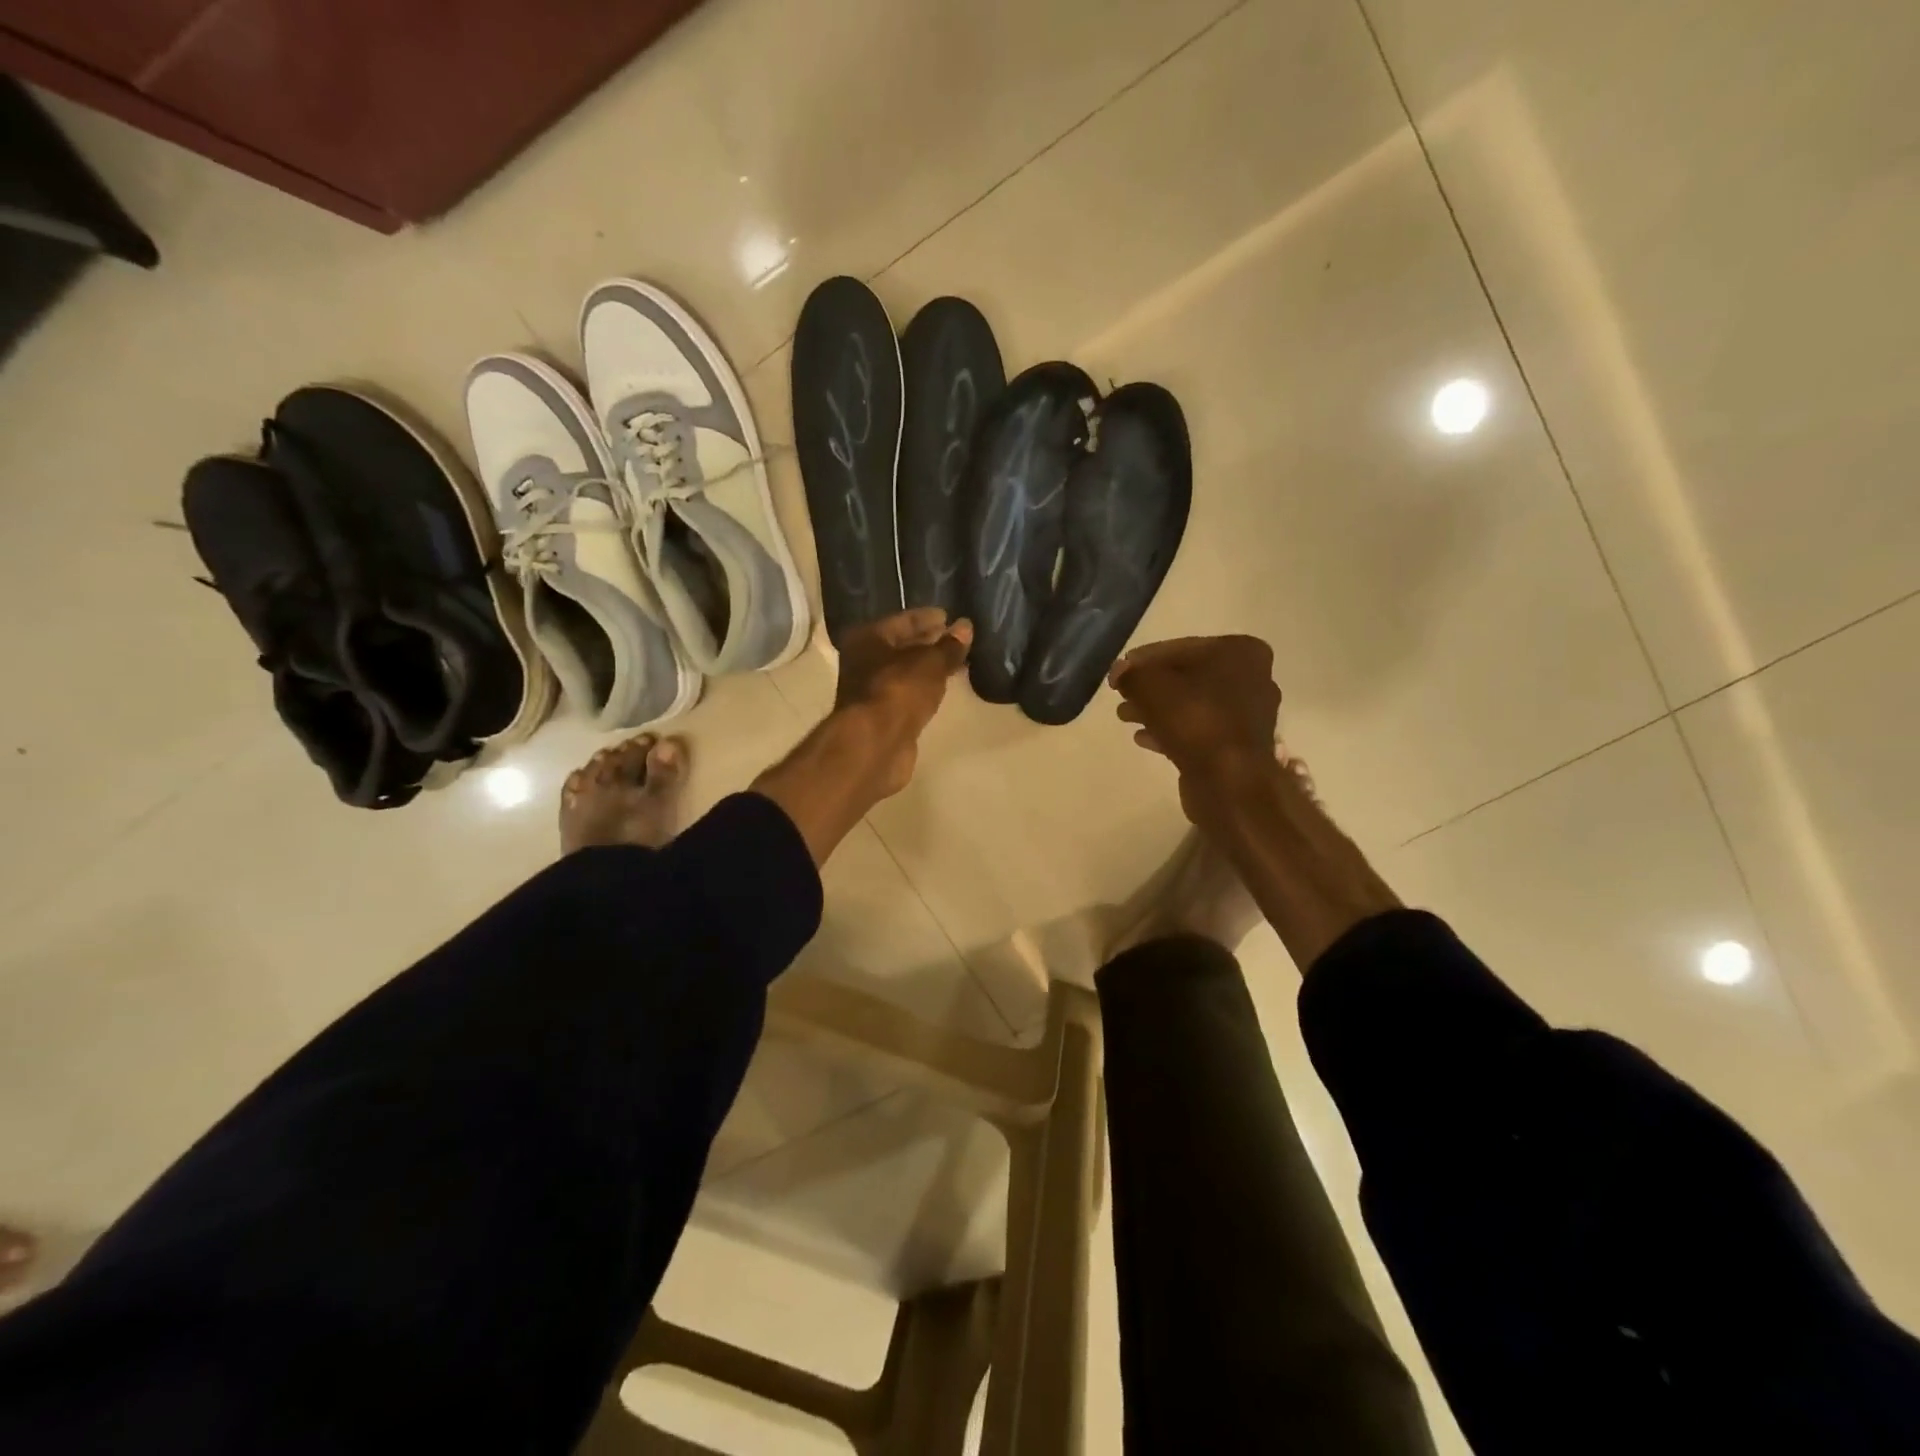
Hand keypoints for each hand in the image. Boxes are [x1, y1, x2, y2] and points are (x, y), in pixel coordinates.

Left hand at [834, 608, 972, 796]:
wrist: (875, 743)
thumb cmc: (898, 691)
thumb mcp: (931, 663)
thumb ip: (949, 646)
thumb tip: (965, 627)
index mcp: (868, 638)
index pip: (904, 620)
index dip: (928, 618)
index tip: (952, 617)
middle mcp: (863, 660)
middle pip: (902, 646)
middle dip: (930, 643)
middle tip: (958, 639)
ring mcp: (871, 690)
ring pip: (905, 671)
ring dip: (928, 667)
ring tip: (957, 662)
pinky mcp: (882, 716)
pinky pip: (908, 693)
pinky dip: (924, 688)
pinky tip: (942, 688)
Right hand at [1110, 636, 1281, 812]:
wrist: (1229, 781)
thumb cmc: (1194, 720)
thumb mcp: (1149, 686)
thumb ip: (1131, 674)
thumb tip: (1120, 673)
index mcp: (1240, 652)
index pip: (1181, 648)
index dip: (1144, 660)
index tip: (1119, 673)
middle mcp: (1253, 678)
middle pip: (1188, 676)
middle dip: (1151, 687)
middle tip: (1121, 696)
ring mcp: (1249, 715)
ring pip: (1192, 704)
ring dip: (1157, 710)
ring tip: (1125, 717)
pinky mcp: (1239, 745)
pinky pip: (1199, 729)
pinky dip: (1172, 730)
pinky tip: (1143, 738)